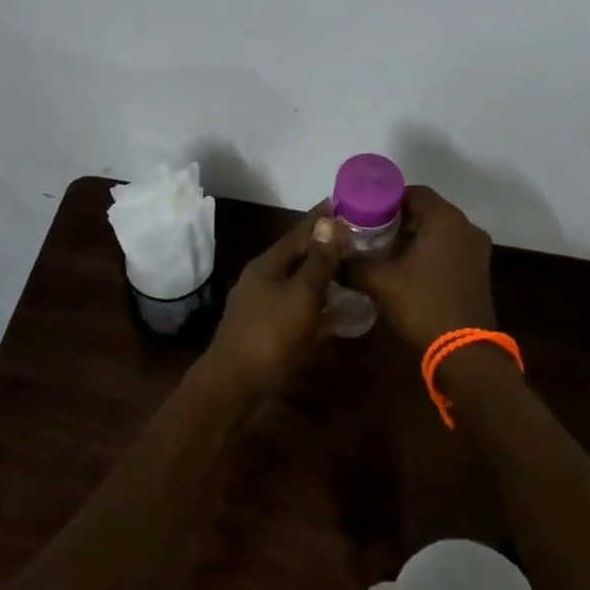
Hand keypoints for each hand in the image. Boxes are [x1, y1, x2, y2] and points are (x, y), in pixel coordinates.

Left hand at [204, 207, 347, 398]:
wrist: (232, 387)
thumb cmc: (270, 336)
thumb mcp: (301, 295)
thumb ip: (319, 260)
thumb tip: (332, 221)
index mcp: (268, 264)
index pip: (300, 231)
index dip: (322, 217)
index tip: (344, 202)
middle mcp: (262, 279)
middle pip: (298, 256)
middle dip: (325, 247)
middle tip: (357, 239)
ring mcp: (261, 305)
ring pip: (298, 283)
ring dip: (322, 276)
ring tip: (351, 272)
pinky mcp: (265, 330)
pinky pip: (297, 308)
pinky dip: (317, 305)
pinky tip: (336, 312)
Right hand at [346, 186, 495, 354]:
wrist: (463, 351)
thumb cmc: (422, 304)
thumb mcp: (380, 282)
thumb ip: (354, 264)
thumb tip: (335, 258)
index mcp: (445, 219)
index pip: (415, 192)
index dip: (388, 199)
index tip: (366, 212)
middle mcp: (466, 227)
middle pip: (428, 211)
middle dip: (400, 219)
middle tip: (371, 231)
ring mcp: (477, 249)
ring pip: (440, 231)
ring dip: (416, 237)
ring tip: (385, 250)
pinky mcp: (479, 270)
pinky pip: (451, 248)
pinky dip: (431, 251)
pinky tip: (408, 268)